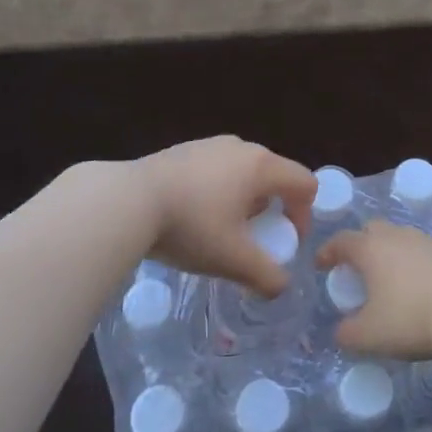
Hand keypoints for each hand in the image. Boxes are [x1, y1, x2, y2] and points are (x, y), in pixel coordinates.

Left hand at [134, 137, 316, 297]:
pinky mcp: (183, 150)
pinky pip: (217, 170)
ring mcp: (210, 145)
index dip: (304, 216)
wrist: (126, 201)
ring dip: (245, 202)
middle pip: (275, 176)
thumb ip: (266, 276)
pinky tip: (192, 216)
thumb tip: (280, 287)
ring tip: (220, 230)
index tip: (284, 244)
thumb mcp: (233, 260)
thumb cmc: (190, 226)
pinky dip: (218, 192)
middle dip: (272, 210)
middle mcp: (241, 147)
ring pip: (244, 173)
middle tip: (253, 240)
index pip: (305, 183)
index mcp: (261, 166)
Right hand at [315, 221, 431, 358]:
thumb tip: (340, 332)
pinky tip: (430, 282)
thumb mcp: (369, 336)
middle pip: (374, 230)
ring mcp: (430, 240)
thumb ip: (347, 334)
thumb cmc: (410, 319)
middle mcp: (399, 236)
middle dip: (363, 244)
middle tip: (361, 268)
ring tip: (397, 278)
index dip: (328, 252)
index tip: (322, 265)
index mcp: (371, 249)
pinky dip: (425, 262)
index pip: (341, 241)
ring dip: (396, 253)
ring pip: (405, 238)